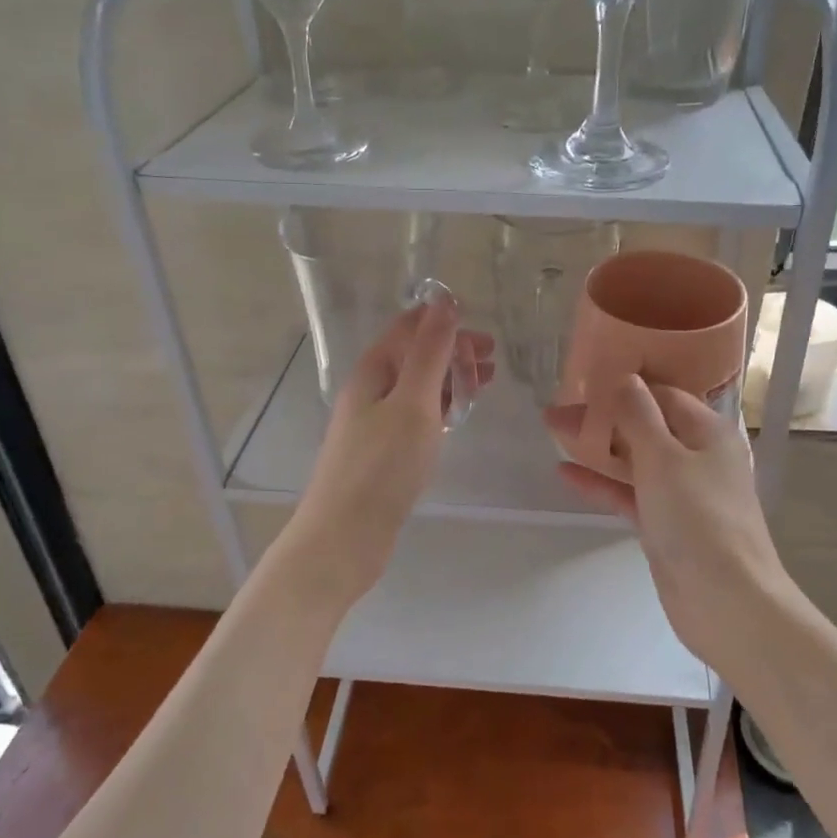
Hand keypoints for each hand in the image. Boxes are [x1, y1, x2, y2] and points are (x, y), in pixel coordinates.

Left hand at [289, 295, 493, 604]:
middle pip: (413, 356)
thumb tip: (443, 300)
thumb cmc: (381, 466)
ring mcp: (373, 423)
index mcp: (373, 371)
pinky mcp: (381, 453)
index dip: (444, 322)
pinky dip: (439, 407)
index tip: (483, 333)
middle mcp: (369, 391)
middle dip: (453, 351)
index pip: (408, 329)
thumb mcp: (412, 402)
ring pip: (416, 387)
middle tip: (492, 362)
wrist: (344, 536)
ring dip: (449, 378)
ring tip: (484, 385)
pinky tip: (455, 417)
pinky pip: (415, 415)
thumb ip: (430, 352)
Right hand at [546, 378, 790, 671]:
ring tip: (553, 431)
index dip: (623, 385)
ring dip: (597, 446)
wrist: (726, 602)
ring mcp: (681, 492)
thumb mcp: (664, 458)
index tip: (582, 380)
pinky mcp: (665, 523)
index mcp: (707, 431)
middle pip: (645, 425)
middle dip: (602, 416)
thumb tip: (624, 377)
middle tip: (556, 410)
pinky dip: (601, 483)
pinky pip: (629, 493)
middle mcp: (697, 456)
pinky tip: (564, 474)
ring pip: (634, 458)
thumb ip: (639, 415)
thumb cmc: (698, 519)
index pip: (662, 393)